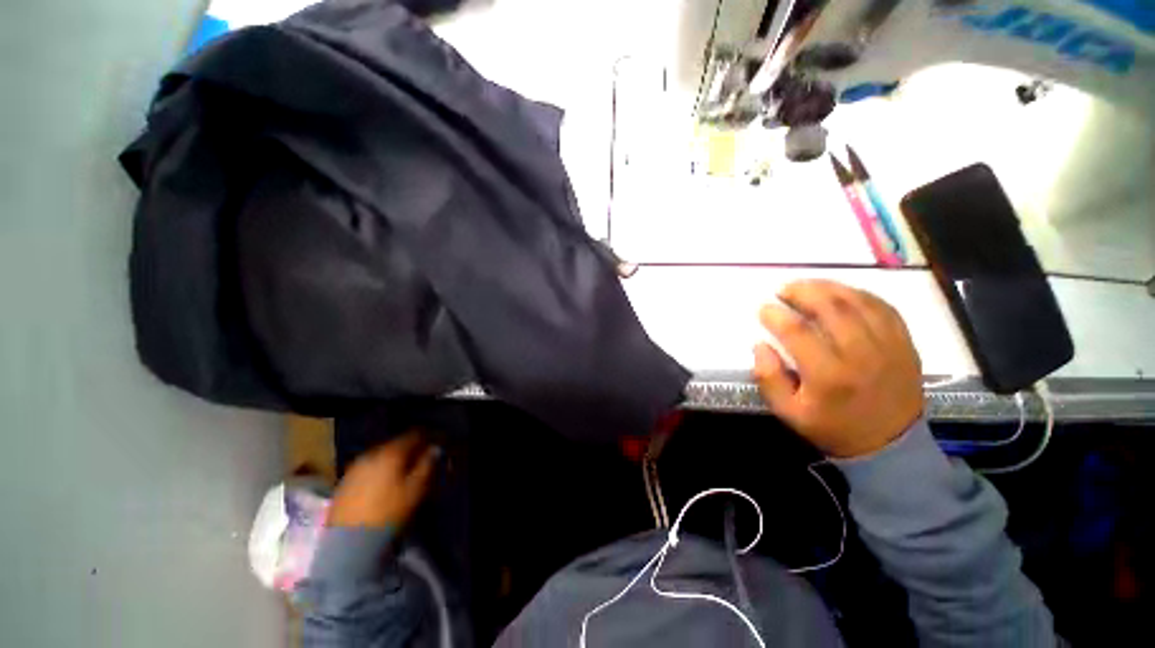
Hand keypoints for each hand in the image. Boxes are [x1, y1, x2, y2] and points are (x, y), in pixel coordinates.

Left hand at [327, 430, 439, 527]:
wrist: (349, 542)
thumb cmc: (389, 512)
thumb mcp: (416, 489)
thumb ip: (427, 465)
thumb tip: (434, 449)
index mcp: (391, 452)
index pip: (413, 435)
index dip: (426, 438)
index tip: (433, 447)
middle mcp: (371, 454)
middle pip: (395, 444)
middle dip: (408, 450)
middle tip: (419, 461)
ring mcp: (355, 467)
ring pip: (381, 455)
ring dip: (392, 460)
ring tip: (400, 474)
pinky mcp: (344, 482)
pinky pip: (368, 467)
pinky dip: (378, 470)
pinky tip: (382, 484)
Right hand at [752, 280, 922, 457]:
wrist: (890, 446)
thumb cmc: (832, 428)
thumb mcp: (788, 413)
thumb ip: (768, 379)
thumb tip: (760, 345)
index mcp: (829, 376)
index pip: (798, 332)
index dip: (776, 315)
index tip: (762, 308)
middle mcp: (861, 355)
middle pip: (831, 308)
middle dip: (802, 292)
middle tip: (783, 289)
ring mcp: (888, 346)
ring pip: (859, 302)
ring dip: (829, 287)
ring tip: (808, 285)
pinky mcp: (904, 343)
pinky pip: (884, 307)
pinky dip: (860, 294)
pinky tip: (842, 292)